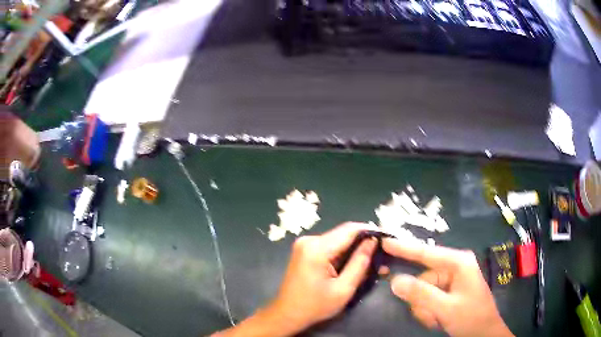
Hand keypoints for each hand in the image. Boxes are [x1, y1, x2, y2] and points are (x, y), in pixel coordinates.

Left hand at [270, 222, 377, 332]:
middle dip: (363, 242)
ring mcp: (305, 244)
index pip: (349, 229)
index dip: (370, 230)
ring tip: (371, 261)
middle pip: (343, 234)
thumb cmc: (315, 306)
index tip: (387, 237)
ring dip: (354, 249)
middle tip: (381, 253)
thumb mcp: (343, 288)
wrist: (287, 313)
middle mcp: (309, 240)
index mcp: (317, 248)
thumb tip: (373, 241)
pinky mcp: (305, 250)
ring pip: (337, 240)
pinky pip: (329, 246)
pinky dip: (342, 253)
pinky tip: (353, 263)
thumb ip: (360, 263)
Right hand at [383, 239, 512, 336]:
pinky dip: (429, 312)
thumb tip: (394, 281)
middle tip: (431, 315)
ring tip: (437, 319)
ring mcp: (451, 280)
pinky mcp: (449, 292)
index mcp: (458, 263)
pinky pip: (429, 299)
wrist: (484, 333)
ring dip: (425, 309)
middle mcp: (454, 267)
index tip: (385, 242)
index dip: (404, 248)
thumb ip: (420, 294)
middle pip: (422, 279)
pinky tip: (439, 319)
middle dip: (422, 300)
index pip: (426, 253)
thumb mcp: (446, 308)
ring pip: (423, 292)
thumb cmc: (471, 317)